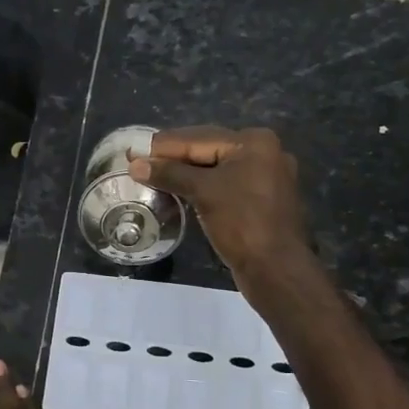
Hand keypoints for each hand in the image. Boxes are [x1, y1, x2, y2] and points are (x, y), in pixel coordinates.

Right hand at [130, 126, 311, 296]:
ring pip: (215, 169)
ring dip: (185, 174)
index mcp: (254, 142)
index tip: (132, 152)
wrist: (277, 270)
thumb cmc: (242, 223)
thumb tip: (136, 165)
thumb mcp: (204, 192)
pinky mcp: (261, 201)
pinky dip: (201, 188)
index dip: (162, 146)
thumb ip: (170, 174)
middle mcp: (264, 153)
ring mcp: (265, 178)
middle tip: (138, 163)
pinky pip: (224, 186)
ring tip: (153, 177)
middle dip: (173, 158)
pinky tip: (179, 192)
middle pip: (208, 150)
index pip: (198, 138)